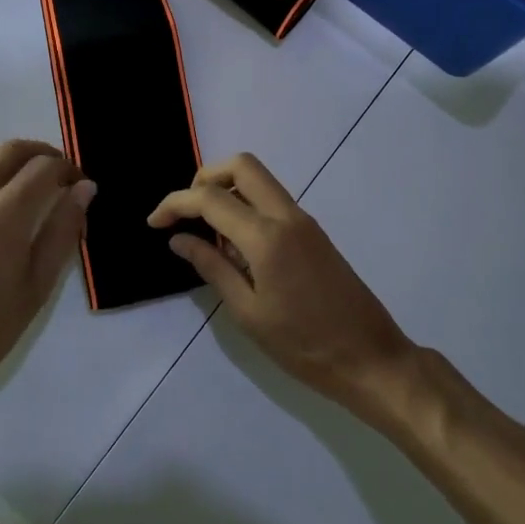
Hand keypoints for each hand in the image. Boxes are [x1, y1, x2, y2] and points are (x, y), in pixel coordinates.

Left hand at [0, 140, 94, 414]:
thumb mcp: (37, 286)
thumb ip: (62, 231)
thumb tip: (84, 189)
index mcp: (5, 214)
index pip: (44, 168)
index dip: (70, 170)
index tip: (83, 188)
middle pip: (12, 150)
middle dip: (44, 153)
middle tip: (63, 175)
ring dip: (13, 155)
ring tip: (31, 178)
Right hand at [149, 154, 412, 410]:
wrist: (370, 358)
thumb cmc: (304, 345)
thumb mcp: (248, 313)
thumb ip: (212, 268)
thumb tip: (179, 238)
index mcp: (267, 236)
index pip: (211, 198)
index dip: (175, 203)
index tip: (154, 223)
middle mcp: (287, 215)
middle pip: (242, 165)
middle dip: (205, 178)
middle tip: (186, 213)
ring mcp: (304, 221)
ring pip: (259, 180)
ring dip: (227, 190)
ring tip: (207, 235)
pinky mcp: (313, 232)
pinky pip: (272, 201)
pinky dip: (246, 206)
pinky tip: (235, 248)